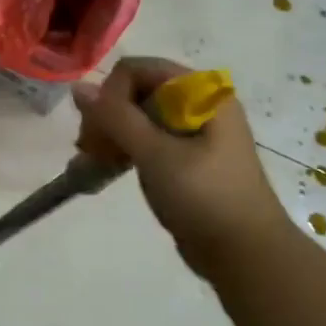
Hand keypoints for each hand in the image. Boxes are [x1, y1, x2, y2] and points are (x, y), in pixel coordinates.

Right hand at [72, 57, 293, 278]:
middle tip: (90, 150)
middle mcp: (199, 103)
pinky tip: (105, 168)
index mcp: (201, 93)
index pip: (138, 70)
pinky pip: (147, 138)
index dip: (111, 94)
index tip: (98, 130)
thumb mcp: (156, 154)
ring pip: (138, 116)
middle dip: (107, 116)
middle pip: (136, 91)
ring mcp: (193, 131)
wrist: (247, 255)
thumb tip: (78, 87)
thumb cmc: (204, 197)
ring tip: (93, 163)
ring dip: (111, 134)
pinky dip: (124, 149)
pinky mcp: (187, 156)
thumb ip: (115, 117)